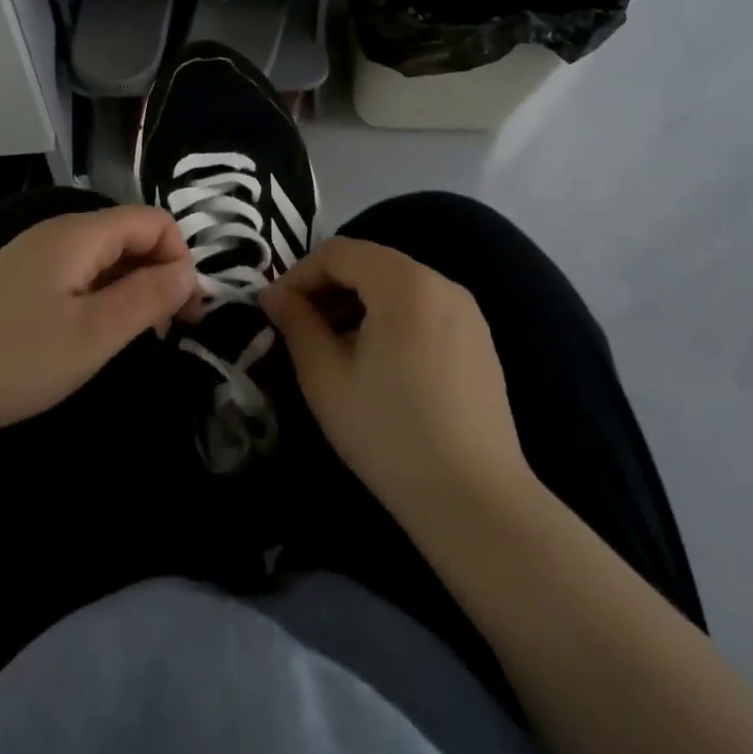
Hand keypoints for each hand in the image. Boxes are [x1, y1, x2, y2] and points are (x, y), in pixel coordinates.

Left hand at [0, 205, 196, 452]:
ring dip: (131, 289)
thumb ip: (148, 298)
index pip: (154, 220)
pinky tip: (90, 335)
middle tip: (167, 331)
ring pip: (102, 257)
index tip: (187, 313)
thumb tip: (189, 274)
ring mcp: (30, 256)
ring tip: (133, 337)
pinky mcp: (14, 282)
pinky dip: (99, 297)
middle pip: (128, 235)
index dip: (181, 259)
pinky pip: (75, 275)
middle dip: (159, 274)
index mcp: (78, 234)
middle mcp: (56, 233)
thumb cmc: (13, 359)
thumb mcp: (93, 334)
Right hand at [259, 237, 538, 535]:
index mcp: (405, 284)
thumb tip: (273, 294)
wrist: (474, 501)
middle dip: (327, 287)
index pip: (339, 252)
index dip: (299, 274)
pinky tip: (375, 361)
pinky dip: (389, 317)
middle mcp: (442, 284)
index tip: (275, 309)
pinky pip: (423, 308)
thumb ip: (296, 325)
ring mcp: (467, 312)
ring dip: (356, 302)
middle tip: (298, 326)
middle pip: (371, 263)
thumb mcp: (326, 378)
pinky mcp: (479, 340)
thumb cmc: (389, 434)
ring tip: (332, 345)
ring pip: (397, 285)